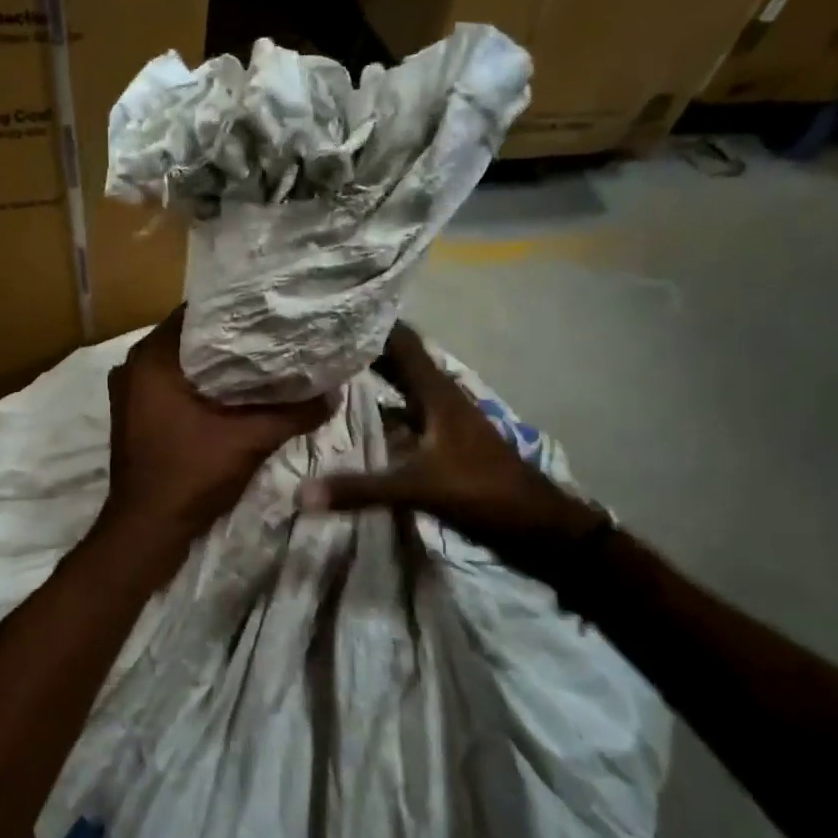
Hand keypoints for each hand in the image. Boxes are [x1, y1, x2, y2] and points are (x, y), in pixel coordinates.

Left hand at [100, 311, 332, 548]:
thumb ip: (293, 413)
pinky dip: (200, 385)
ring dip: (216, 363)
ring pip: (181, 363)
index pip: (197, 313)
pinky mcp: (135, 414)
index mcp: (152, 359)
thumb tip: (334, 394)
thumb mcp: (249, 441)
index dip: (237, 310)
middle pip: (190, 338)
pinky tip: (235, 392)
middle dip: (231, 338)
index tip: (272, 312)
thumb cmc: (190, 476)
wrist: (147, 530)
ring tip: (262, 359)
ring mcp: (130, 392)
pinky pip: (172, 385)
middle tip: (275, 335)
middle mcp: (133, 366)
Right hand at [298, 323, 604, 565]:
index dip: (371, 324)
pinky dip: (380, 408)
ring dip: (371, 375)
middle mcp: (439, 397)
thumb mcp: (419, 488)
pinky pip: (404, 413)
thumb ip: (361, 489)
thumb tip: (301, 494)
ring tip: (328, 369)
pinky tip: (354, 417)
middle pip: (398, 360)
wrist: (536, 525)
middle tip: (317, 340)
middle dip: (362, 347)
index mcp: (437, 393)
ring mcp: (443, 419)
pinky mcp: (442, 441)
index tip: (331, 312)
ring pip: (401, 386)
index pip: (402, 342)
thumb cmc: (483, 492)